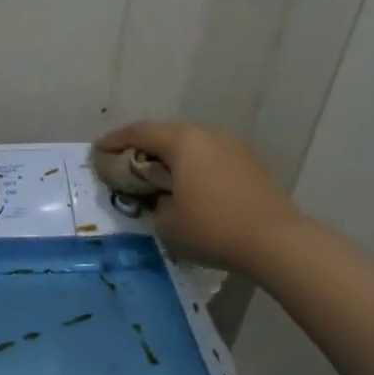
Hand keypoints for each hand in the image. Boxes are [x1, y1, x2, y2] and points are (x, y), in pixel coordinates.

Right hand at [96, 121, 302, 269]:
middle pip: (167, 133)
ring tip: (158, 175)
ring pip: (192, 144)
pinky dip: (194, 166)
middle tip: (126, 162)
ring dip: (171, 156)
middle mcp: (208, 135)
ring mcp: (234, 146)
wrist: (276, 241)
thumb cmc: (212, 229)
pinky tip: (191, 185)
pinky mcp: (251, 163)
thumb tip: (164, 197)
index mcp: (183, 142)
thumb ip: (155, 202)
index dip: (115, 140)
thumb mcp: (166, 222)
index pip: (139, 133)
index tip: (98, 149)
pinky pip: (211, 157)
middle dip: (143, 146)